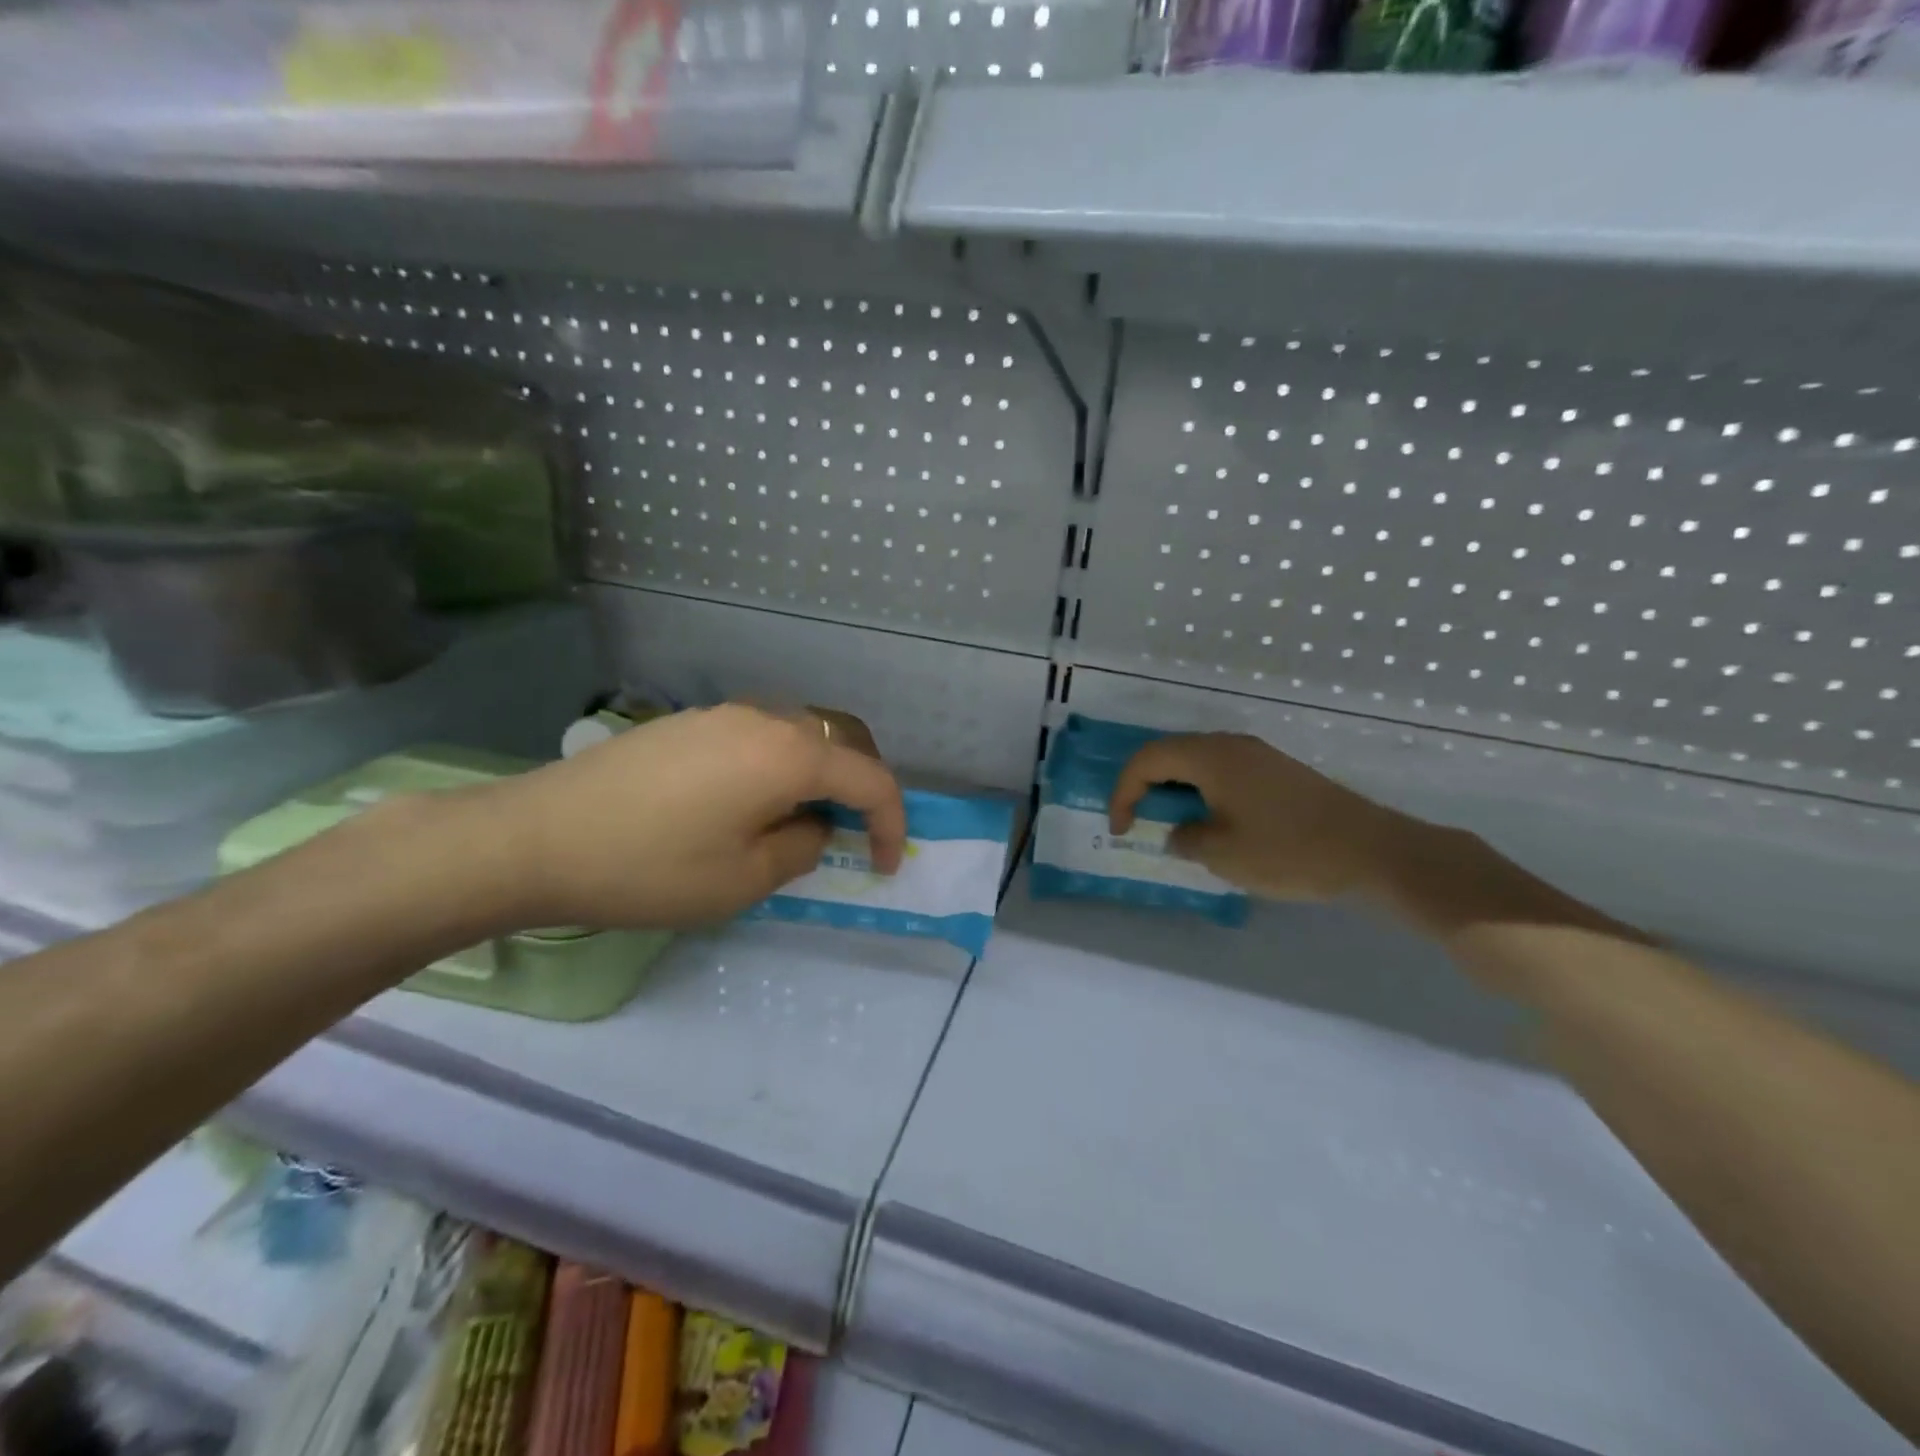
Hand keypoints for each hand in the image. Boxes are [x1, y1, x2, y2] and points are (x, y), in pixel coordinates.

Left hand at [472, 702, 905, 931]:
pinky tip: (745, 806)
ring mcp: (721, 715)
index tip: (885, 864)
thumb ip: (801, 847)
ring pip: (797, 736)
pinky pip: (757, 738)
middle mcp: (763, 719)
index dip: (891, 822)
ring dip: (816, 776)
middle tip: (854, 834)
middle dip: (861, 788)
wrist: (535, 838)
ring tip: (797, 823)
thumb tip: (812, 827)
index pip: (869, 779)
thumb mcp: (744, 880)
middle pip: (840, 742)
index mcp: (788, 754)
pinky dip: (776, 768)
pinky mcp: (686, 724)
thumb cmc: (650, 867)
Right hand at [1108, 733, 1411, 902]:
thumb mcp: (1222, 854)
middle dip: (1146, 788)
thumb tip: (1178, 832)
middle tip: (1140, 823)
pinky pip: (1224, 773)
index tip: (1123, 830)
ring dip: (1176, 791)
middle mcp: (1231, 745)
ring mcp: (1258, 756)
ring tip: (1173, 826)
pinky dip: (1204, 793)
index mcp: (1210, 757)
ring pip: (1198, 763)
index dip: (1124, 792)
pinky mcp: (1277, 772)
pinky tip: (1213, 824)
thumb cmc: (1287, 850)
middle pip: (1170, 754)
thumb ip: (1185, 838)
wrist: (1371, 851)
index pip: (1146, 760)